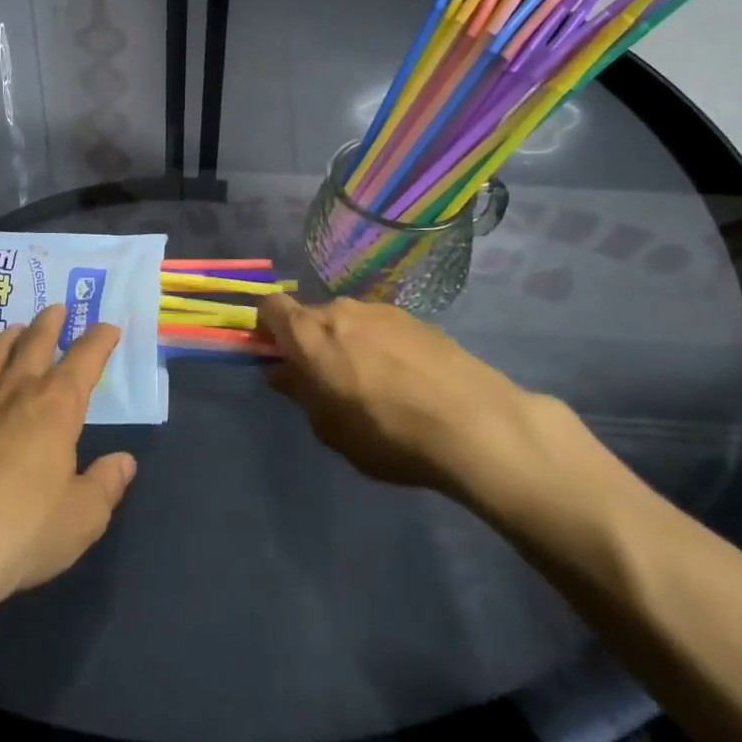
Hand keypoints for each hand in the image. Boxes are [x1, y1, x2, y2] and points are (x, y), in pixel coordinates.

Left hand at [0, 306, 135, 616]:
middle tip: (57, 308)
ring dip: (7, 339)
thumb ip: (105, 486)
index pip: (84, 359)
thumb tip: (124, 461)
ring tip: (14, 330)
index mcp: (55, 406)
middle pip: (34, 343)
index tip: (108, 328)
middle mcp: (12, 392)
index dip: (99, 340)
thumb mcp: (81, 519)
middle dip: (50, 324)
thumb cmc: (20, 533)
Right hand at [259, 293, 578, 523]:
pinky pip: (382, 327)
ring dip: (348, 342)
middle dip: (310, 341)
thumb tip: (281, 371)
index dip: (267, 329)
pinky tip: (406, 381)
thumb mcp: (330, 429)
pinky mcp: (417, 320)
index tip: (276, 357)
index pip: (271, 307)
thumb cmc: (387, 434)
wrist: (474, 423)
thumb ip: (300, 393)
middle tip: (326, 381)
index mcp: (310, 333)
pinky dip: (381, 346)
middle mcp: (341, 310)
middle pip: (311, 315)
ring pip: (349, 320)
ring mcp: (382, 310)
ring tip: (373, 384)